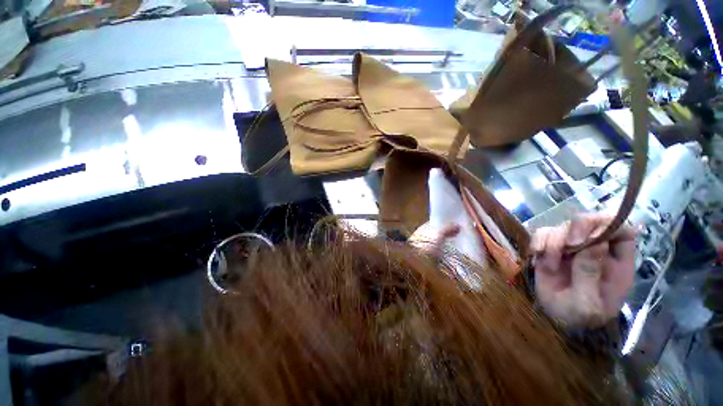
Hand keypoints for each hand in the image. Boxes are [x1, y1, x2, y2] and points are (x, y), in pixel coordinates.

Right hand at [531, 214, 635, 328]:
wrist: (554, 319)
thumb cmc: (578, 316)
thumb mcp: (587, 303)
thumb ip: (591, 274)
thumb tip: (597, 242)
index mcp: (616, 262)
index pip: (621, 230)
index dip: (609, 225)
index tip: (590, 237)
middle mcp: (594, 249)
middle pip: (589, 222)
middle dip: (576, 229)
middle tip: (567, 247)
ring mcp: (571, 247)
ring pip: (562, 226)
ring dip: (552, 242)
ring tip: (550, 265)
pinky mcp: (549, 248)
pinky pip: (541, 233)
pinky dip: (537, 242)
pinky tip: (536, 256)